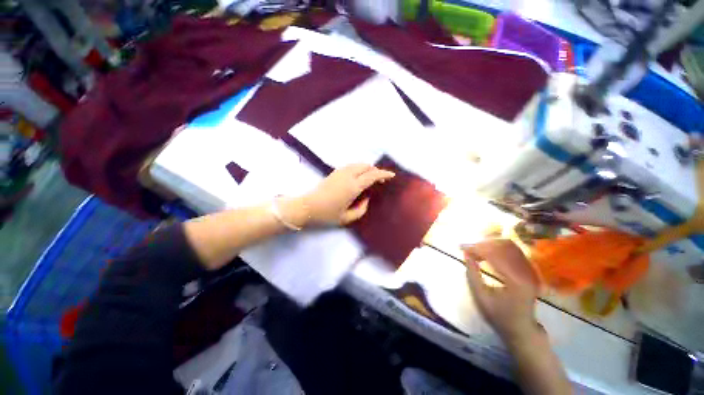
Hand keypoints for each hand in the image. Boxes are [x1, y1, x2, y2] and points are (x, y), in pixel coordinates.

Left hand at [299, 164, 394, 225]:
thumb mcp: (347, 218)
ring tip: (370, 178)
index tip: (391, 175)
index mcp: (353, 186)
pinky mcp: (334, 172)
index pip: (372, 175)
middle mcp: (348, 175)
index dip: (383, 174)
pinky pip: (351, 166)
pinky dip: (359, 168)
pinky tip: (358, 177)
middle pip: (366, 166)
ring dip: (367, 169)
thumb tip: (366, 199)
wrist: (307, 207)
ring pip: (358, 164)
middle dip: (376, 171)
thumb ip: (361, 209)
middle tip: (380, 180)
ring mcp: (340, 172)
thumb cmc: (327, 214)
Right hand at [463, 239, 543, 348]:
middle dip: (483, 245)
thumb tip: (466, 255)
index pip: (495, 255)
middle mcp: (527, 273)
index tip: (462, 248)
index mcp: (516, 281)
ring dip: (490, 245)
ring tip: (476, 250)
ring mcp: (530, 271)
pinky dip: (498, 248)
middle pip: (504, 246)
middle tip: (468, 248)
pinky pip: (513, 251)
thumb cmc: (499, 316)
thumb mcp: (481, 297)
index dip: (477, 249)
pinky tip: (487, 253)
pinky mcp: (530, 270)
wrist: (521, 328)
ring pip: (509, 246)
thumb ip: (472, 274)